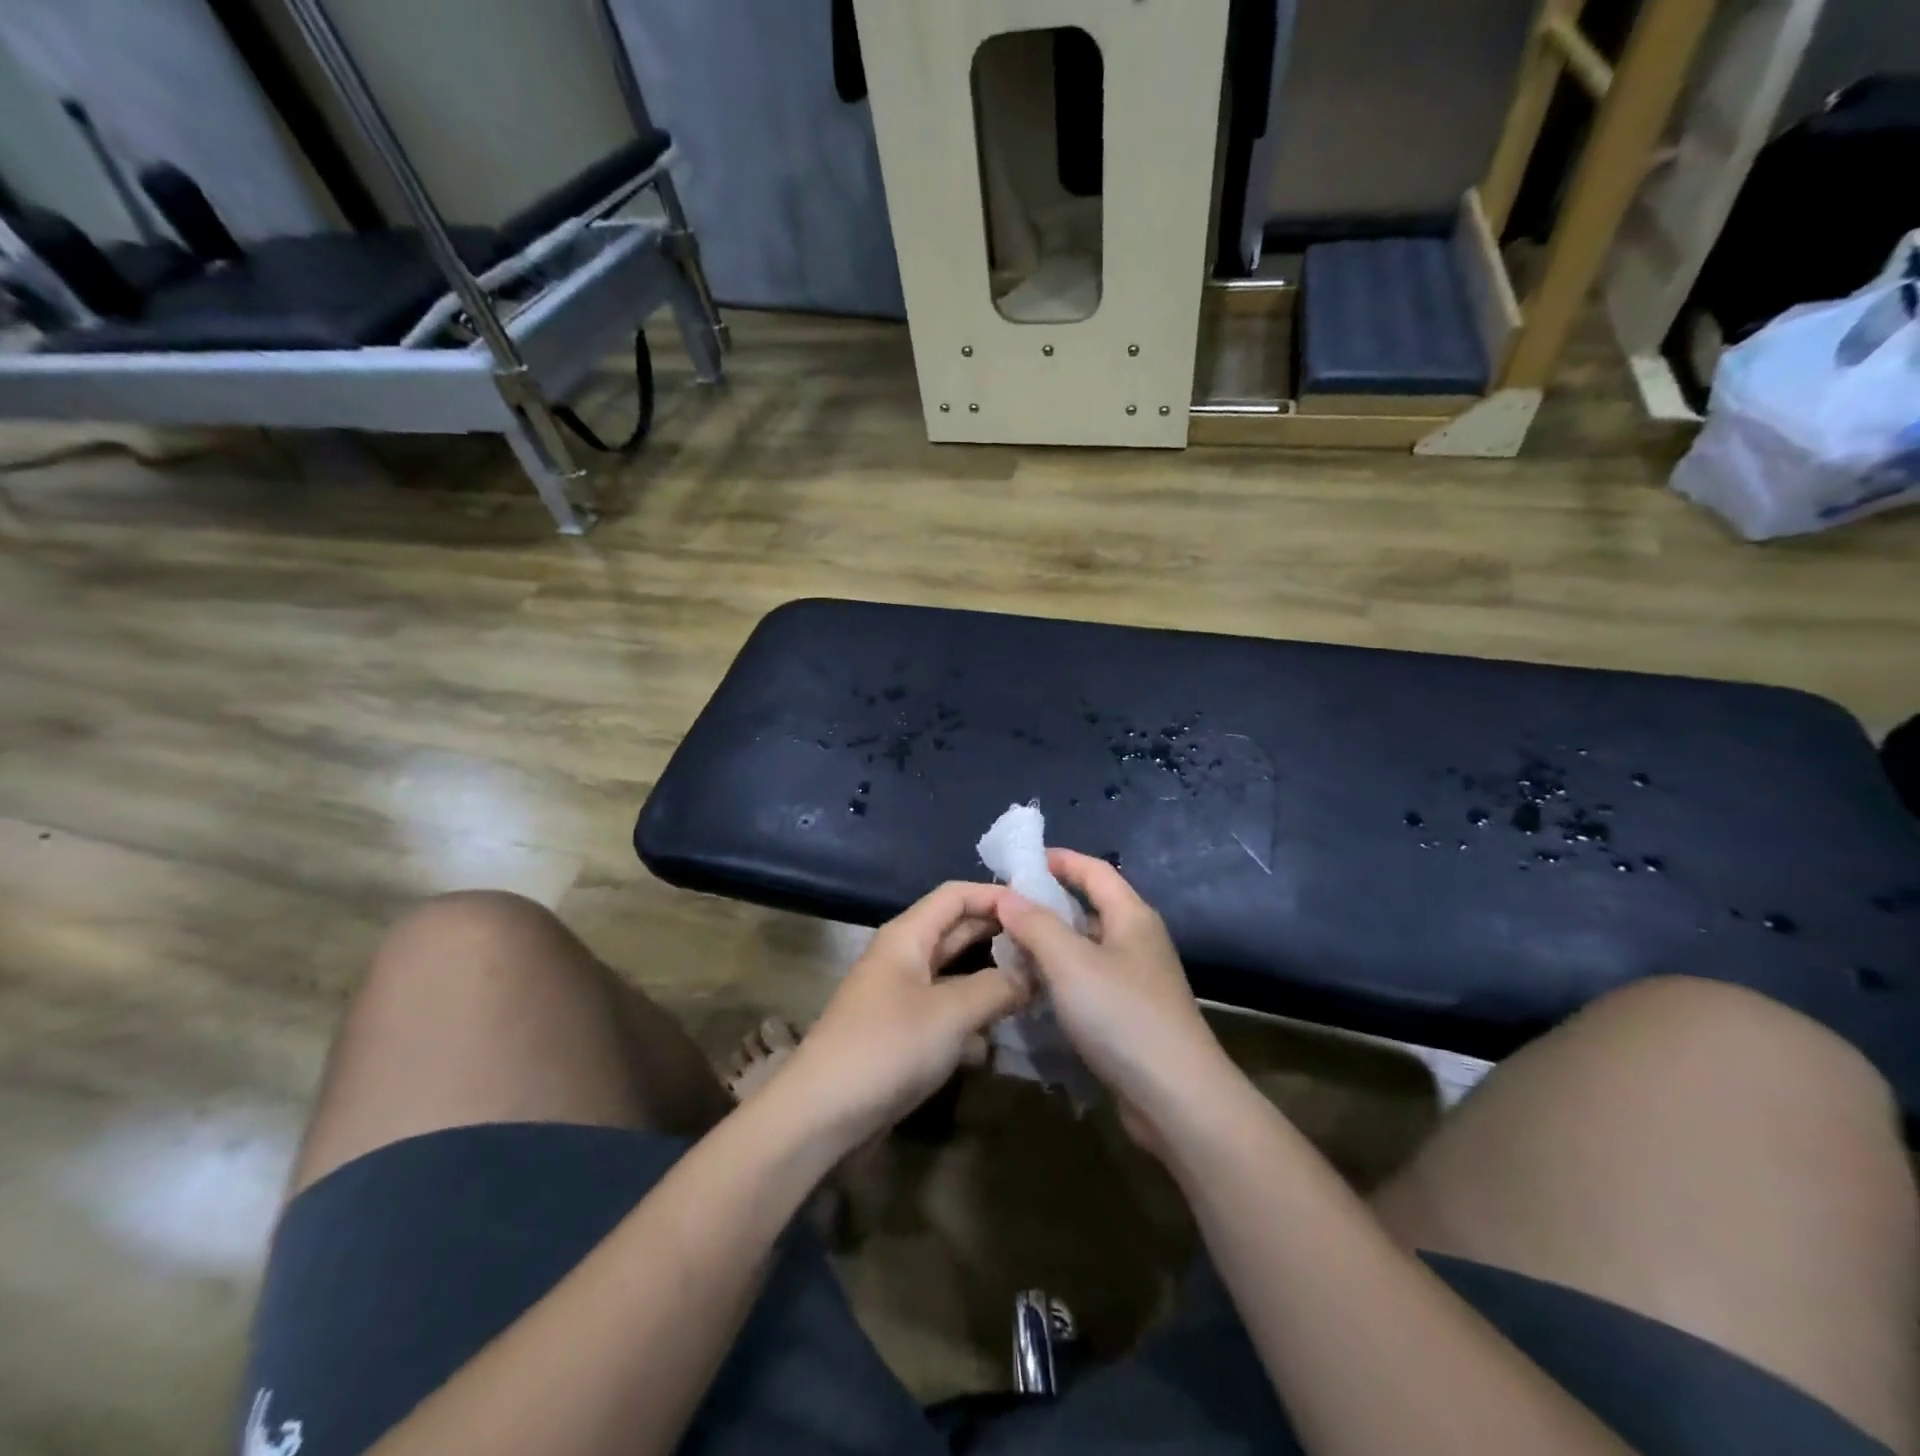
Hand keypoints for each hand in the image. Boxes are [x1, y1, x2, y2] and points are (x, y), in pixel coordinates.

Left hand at [776, 882, 1030, 1148]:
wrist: (821, 1116)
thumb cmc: (886, 1049)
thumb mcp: (951, 1013)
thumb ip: (998, 987)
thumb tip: (1034, 974)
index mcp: (907, 936)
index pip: (956, 895)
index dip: (995, 894)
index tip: (1040, 907)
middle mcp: (904, 957)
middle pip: (957, 930)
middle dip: (1000, 934)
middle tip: (1048, 944)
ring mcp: (902, 995)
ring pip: (955, 971)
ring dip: (992, 975)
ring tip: (1037, 981)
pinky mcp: (903, 1031)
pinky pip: (947, 1007)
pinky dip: (974, 1011)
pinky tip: (1002, 1028)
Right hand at [996, 851, 1238, 1155]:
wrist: (1177, 1098)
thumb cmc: (1122, 1016)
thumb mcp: (1070, 963)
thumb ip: (1036, 925)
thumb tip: (1007, 895)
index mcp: (1131, 916)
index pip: (1094, 871)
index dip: (1059, 860)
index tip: (1019, 861)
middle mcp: (1137, 940)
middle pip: (1089, 907)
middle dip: (1046, 903)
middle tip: (1003, 909)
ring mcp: (1136, 979)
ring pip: (1085, 947)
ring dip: (1050, 943)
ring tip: (1007, 947)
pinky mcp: (1130, 1014)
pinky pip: (1088, 980)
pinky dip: (1060, 976)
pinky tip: (1033, 989)